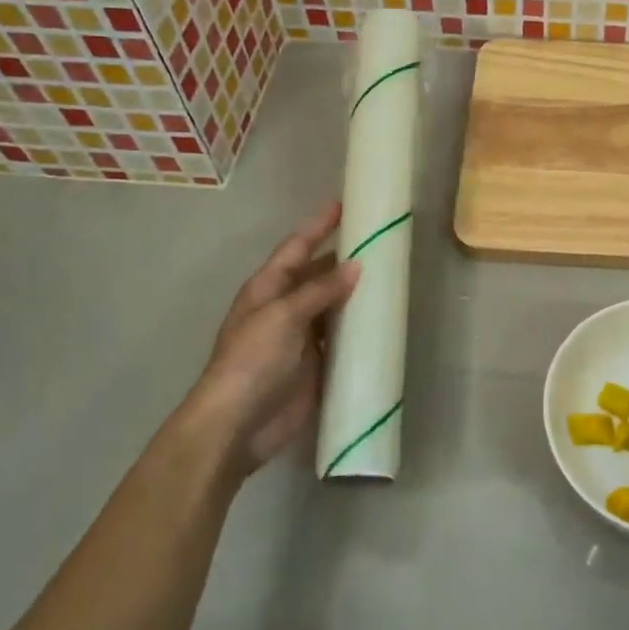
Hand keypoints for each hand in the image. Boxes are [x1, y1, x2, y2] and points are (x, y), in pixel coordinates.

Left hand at [181, 202, 357, 478]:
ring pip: (333, 305)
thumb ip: (320, 290)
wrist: (238, 424)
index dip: (319, 226)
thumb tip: (356, 265)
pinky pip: (341, 338)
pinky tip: (382, 320)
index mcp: (268, 288)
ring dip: (355, 293)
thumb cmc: (252, 361)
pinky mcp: (316, 364)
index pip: (296, 247)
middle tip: (380, 243)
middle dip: (344, 258)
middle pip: (317, 274)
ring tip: (390, 276)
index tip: (344, 205)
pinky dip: (359, 328)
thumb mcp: (283, 316)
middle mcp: (284, 307)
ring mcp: (300, 337)